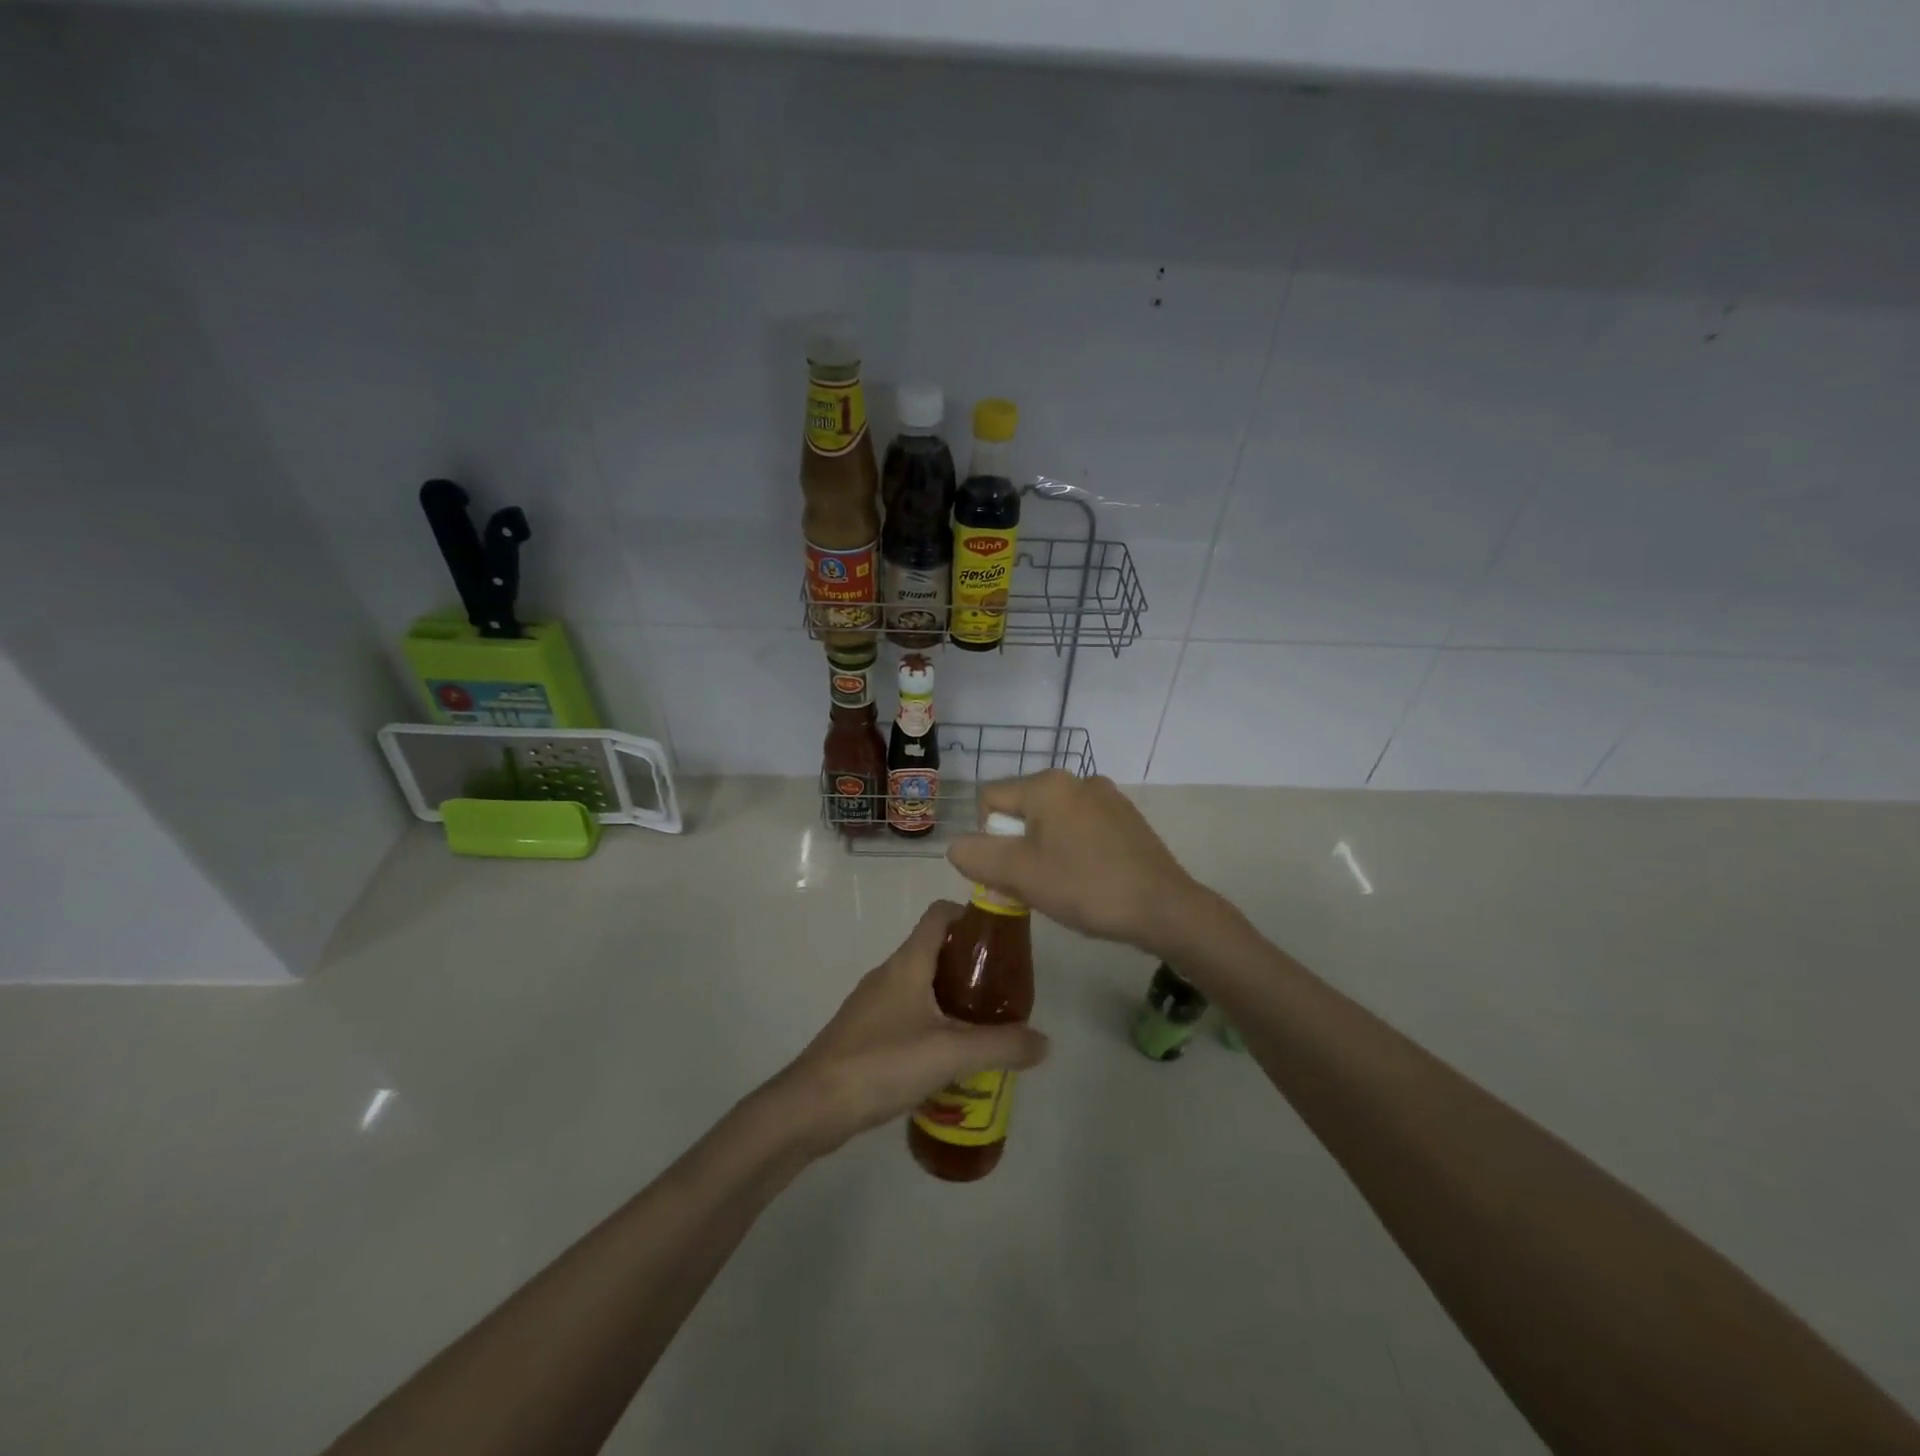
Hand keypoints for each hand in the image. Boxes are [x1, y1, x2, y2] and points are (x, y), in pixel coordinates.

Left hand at [776, 901, 1050, 1156]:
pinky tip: (951, 1055)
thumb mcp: (950, 1053)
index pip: (940, 915)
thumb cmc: (881, 1062)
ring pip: (923, 984)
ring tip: (987, 1023)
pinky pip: (909, 1013)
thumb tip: (1045, 1042)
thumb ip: (1001, 1046)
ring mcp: (874, 1003)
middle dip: (971, 963)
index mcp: (908, 962)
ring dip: (954, 996)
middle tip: (1005, 989)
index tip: (1004, 937)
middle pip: (935, 949)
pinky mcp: (866, 1032)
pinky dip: (934, 1021)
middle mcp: (890, 973)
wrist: (812, 1106)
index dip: (972, 915)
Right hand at [947, 770, 1205, 954]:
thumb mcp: (1018, 875)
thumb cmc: (1086, 886)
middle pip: (1021, 810)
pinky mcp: (1126, 818)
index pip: (990, 800)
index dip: (989, 839)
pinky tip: (1089, 879)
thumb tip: (960, 846)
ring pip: (1051, 821)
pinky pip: (1080, 828)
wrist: (1165, 908)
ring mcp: (1107, 797)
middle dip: (1017, 847)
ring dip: (1044, 851)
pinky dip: (1073, 851)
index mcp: (1048, 784)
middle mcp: (1077, 779)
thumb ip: (975, 856)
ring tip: (1064, 885)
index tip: (1012, 872)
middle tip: (1035, 884)